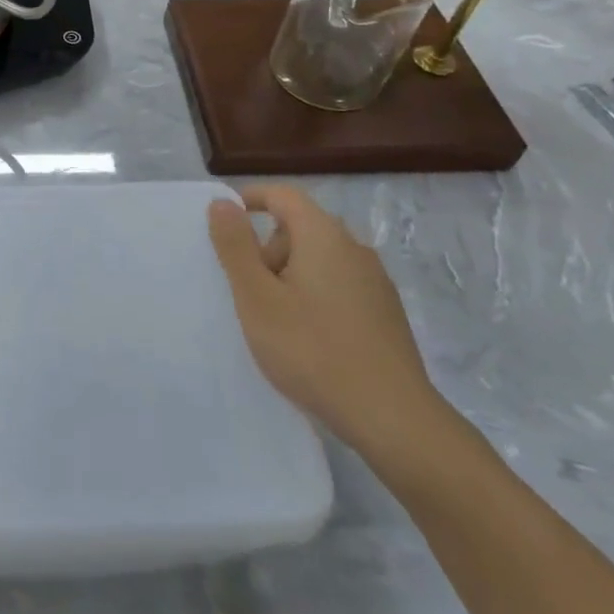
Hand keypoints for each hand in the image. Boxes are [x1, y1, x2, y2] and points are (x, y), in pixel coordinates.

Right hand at [208, 185, 439, 453]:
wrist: (391, 417)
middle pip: (300, 227)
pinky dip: (313, 296)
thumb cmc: (311, 349)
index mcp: (323, 236)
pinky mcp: (385, 313)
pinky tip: (306, 338)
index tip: (223, 223)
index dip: (251, 199)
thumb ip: (235, 246)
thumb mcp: (256, 297)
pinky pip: (338, 286)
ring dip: (289, 275)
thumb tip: (222, 202)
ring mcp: (375, 282)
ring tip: (273, 320)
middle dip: (267, 248)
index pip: (284, 195)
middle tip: (247, 290)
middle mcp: (354, 249)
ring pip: (319, 259)